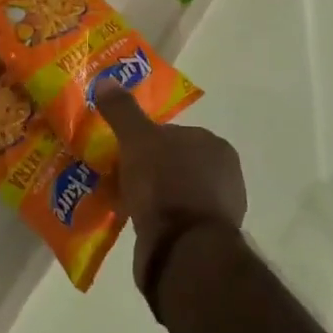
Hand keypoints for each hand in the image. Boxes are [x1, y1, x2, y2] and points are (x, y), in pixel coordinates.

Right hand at [99, 87, 246, 296]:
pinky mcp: (209, 242)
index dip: (145, 141)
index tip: (123, 152)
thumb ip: (123, 110)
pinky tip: (138, 226)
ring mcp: (220, 210)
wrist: (183, 252)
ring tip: (124, 204)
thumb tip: (107, 79)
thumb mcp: (137, 139)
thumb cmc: (166, 185)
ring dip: (154, 198)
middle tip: (120, 179)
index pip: (173, 133)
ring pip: (176, 193)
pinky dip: (159, 221)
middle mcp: (225, 174)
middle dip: (150, 170)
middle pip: (175, 163)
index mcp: (215, 145)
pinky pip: (177, 222)